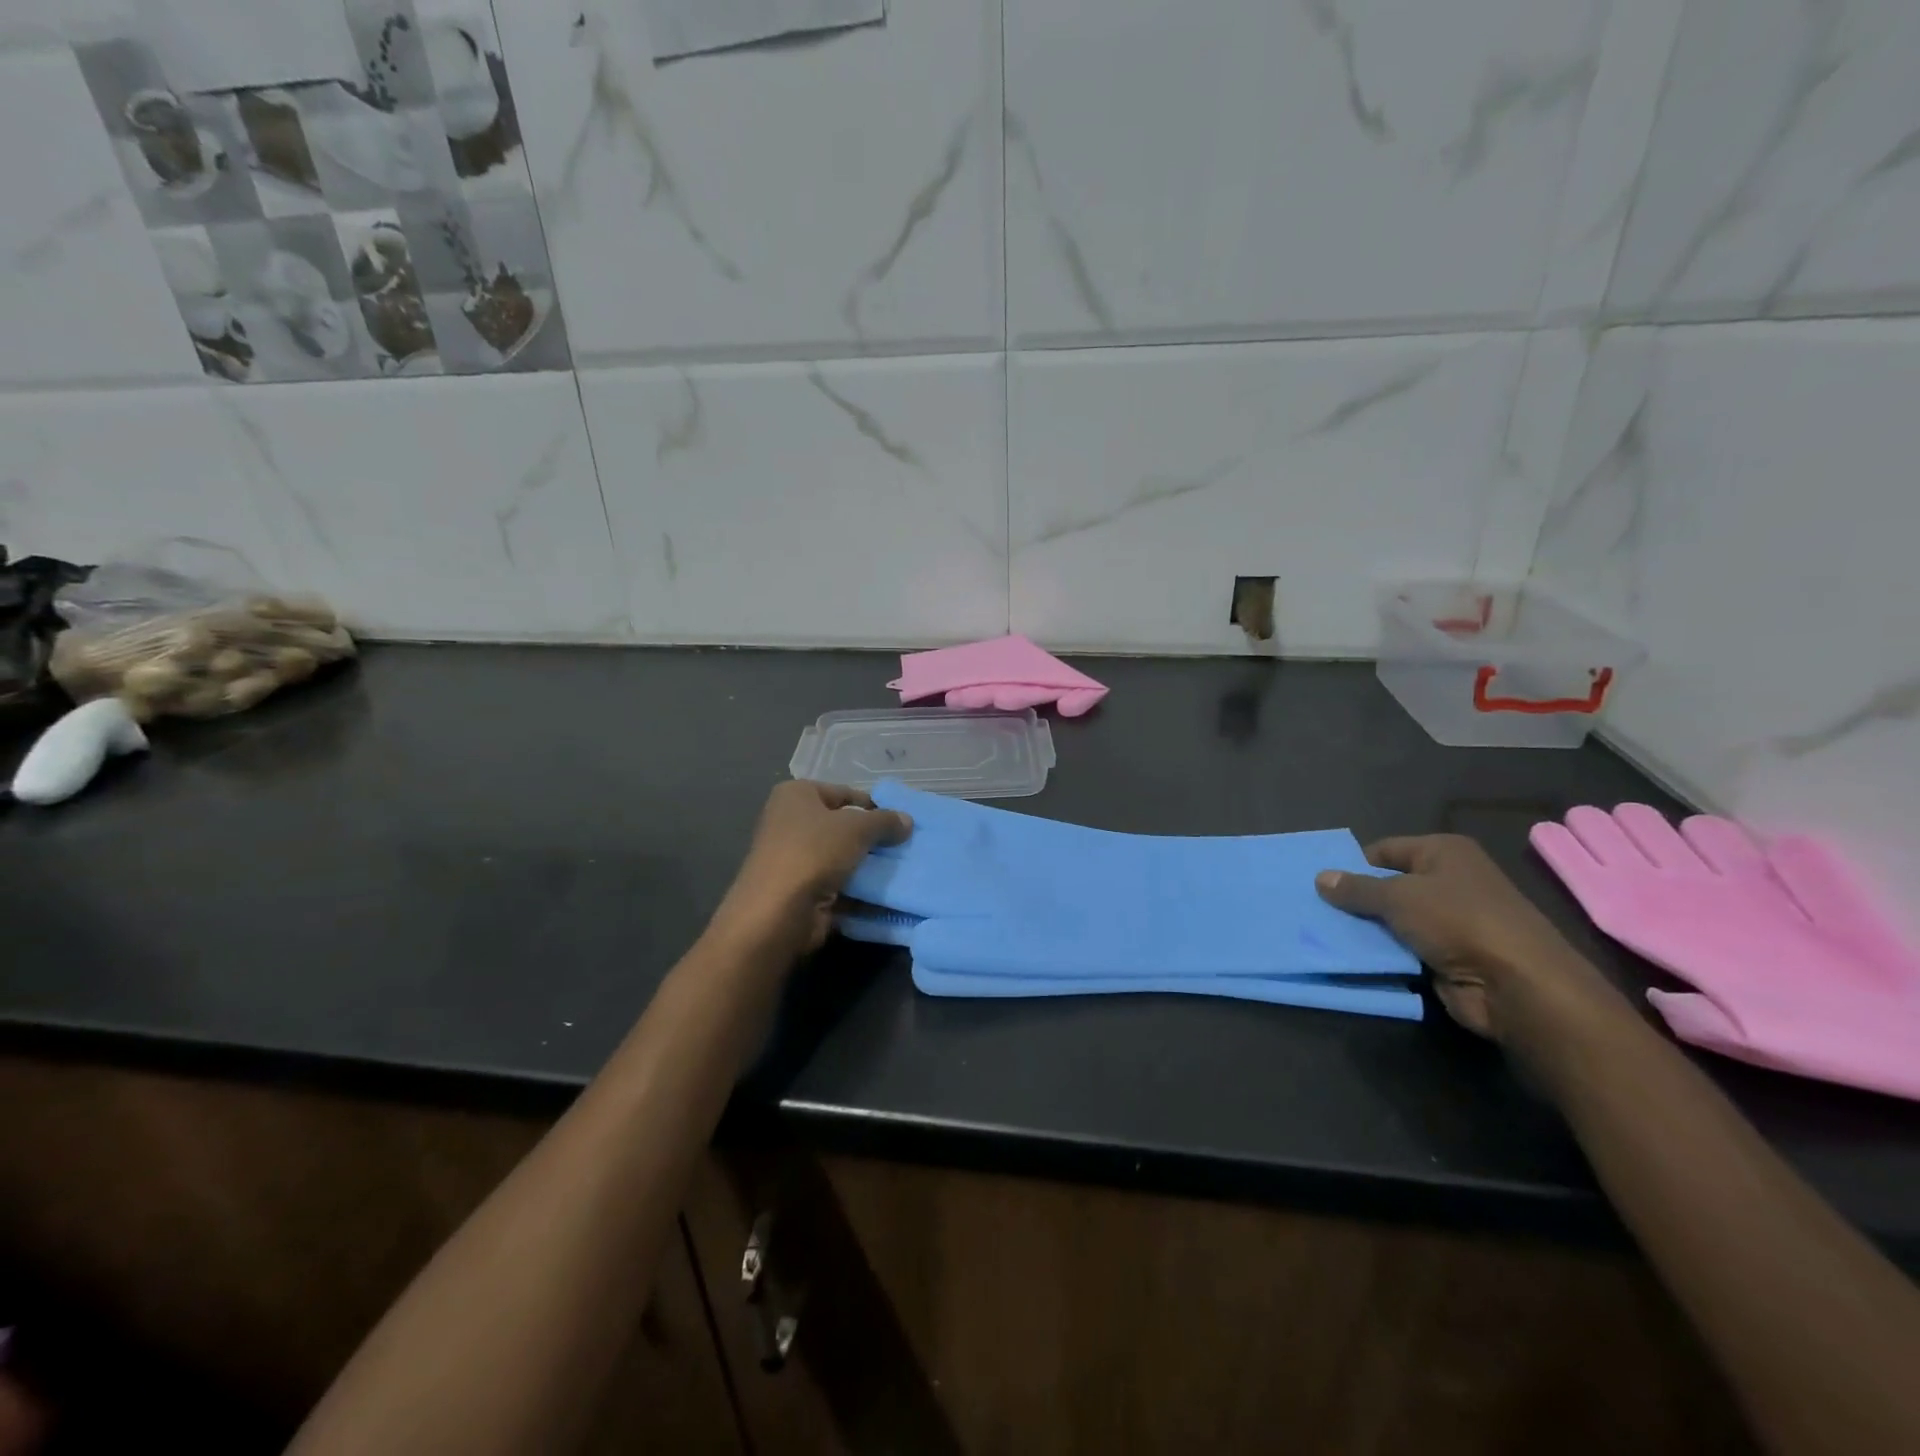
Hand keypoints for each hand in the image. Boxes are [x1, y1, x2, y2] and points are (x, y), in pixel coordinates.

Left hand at [714, 782, 912, 953]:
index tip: (901, 821)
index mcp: (796, 795)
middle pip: (842, 827)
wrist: (779, 912)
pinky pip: (839, 886)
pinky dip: (860, 891)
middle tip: (906, 846)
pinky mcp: (802, 892)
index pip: (843, 793)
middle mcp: (790, 823)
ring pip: (842, 858)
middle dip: (872, 838)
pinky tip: (889, 894)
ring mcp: (794, 860)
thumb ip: (885, 821)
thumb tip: (907, 820)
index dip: (873, 805)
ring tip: (904, 869)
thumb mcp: (857, 828)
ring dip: (868, 866)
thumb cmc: (814, 852)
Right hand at [1315, 835, 1618, 1039]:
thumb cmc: (1459, 921)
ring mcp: (1451, 921)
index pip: (1385, 850)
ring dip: (1366, 929)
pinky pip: (1405, 948)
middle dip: (1355, 898)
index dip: (1353, 864)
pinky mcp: (1449, 956)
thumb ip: (1356, 888)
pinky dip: (1383, 953)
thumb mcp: (1398, 897)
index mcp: (1444, 852)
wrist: (1518, 985)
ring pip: (1394, 919)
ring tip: (1322, 932)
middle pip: (1389, 885)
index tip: (1319, 882)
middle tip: (1314, 908)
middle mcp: (1450, 881)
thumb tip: (1320, 877)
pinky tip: (1352, 956)